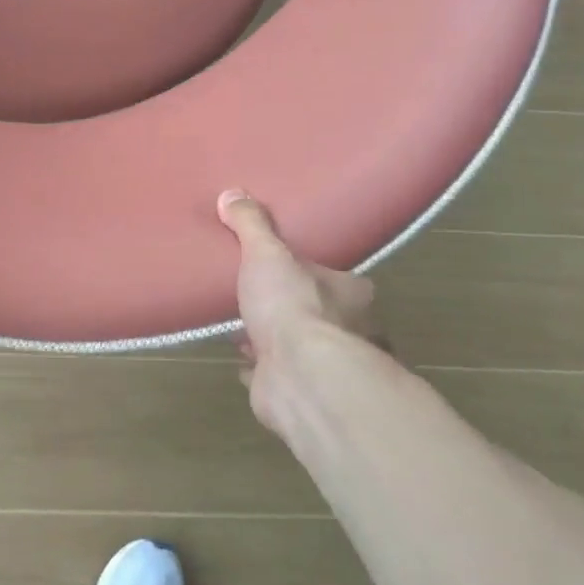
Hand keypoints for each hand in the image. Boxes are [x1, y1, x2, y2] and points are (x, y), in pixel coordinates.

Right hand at [216, 189, 383, 420]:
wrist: (302, 376)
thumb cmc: (294, 306)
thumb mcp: (266, 254)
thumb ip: (251, 226)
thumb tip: (232, 193)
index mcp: (351, 293)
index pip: (331, 276)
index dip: (307, 272)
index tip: (279, 267)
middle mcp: (349, 330)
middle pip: (316, 312)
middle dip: (288, 307)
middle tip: (255, 296)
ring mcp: (325, 366)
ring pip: (297, 346)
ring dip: (273, 338)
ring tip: (241, 327)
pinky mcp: (300, 391)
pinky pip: (274, 373)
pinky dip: (259, 367)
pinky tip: (240, 359)